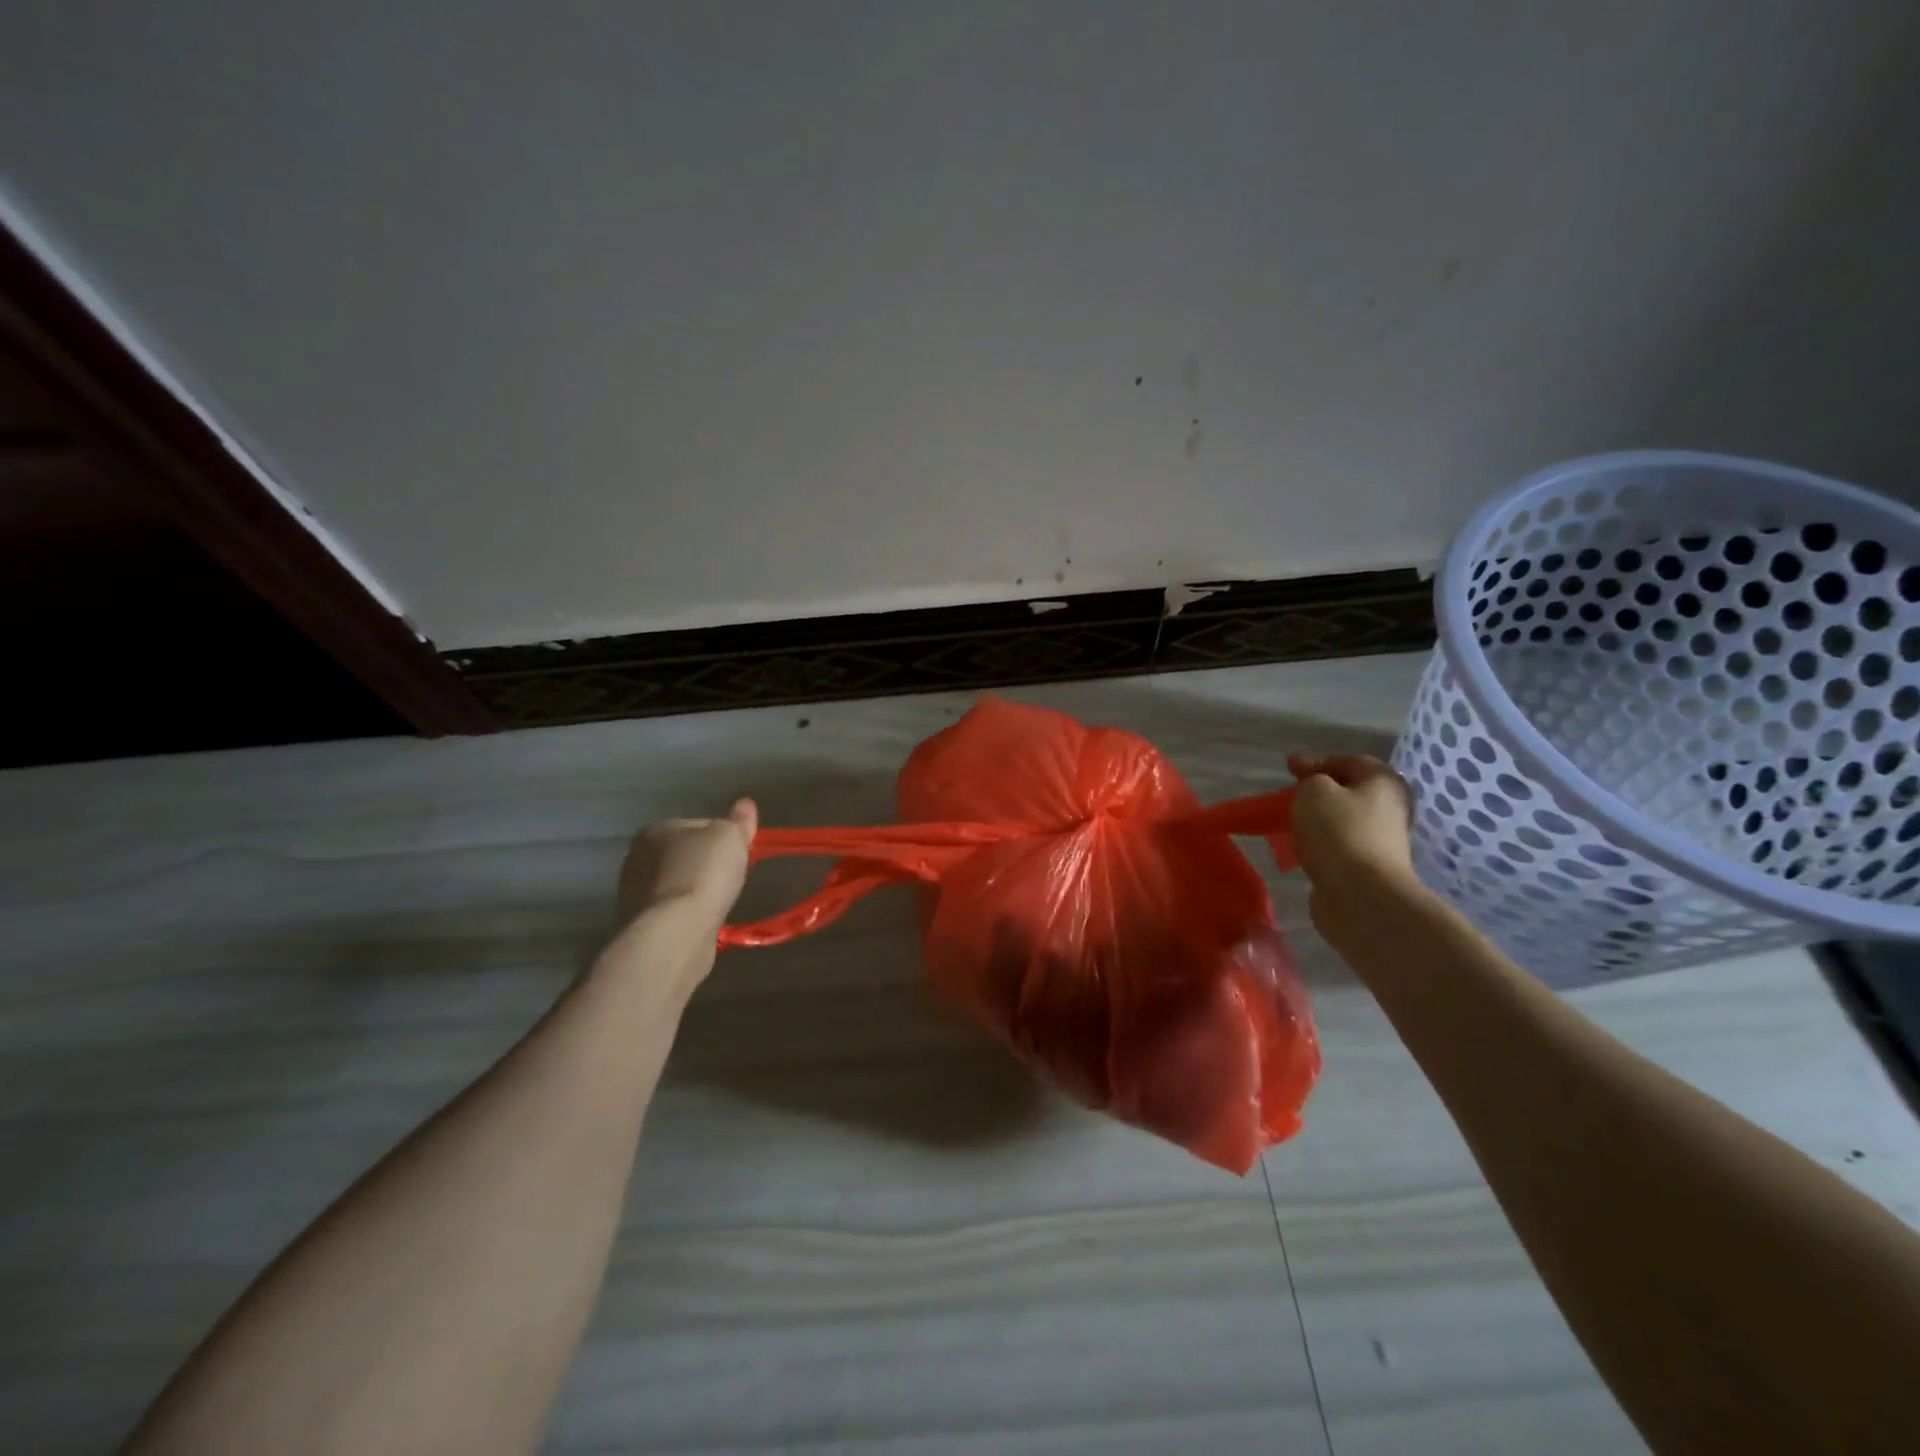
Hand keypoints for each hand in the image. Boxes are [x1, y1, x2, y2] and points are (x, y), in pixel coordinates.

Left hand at [612, 799, 757, 932]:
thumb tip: (745, 804)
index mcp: (655, 830)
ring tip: (718, 903)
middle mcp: (636, 857)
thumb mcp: (731, 837)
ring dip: (693, 891)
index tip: (737, 852)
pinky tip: (702, 922)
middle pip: (683, 855)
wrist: (675, 932)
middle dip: (703, 865)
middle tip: (729, 878)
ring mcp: (633, 894)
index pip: (696, 825)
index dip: (720, 837)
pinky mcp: (638, 925)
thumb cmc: (703, 874)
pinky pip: (671, 912)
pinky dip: (686, 915)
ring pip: (675, 885)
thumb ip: (738, 821)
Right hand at [1285, 753, 1415, 896]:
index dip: (1316, 760)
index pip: (1349, 761)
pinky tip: (1303, 847)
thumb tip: (1316, 790)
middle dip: (1320, 791)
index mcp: (1385, 782)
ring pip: (1344, 820)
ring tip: (1292, 822)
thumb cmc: (1339, 832)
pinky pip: (1340, 846)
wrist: (1360, 895)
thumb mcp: (1315, 791)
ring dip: (1319, 819)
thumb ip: (1311, 780)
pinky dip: (1321, 843)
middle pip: (1350, 791)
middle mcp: (1391, 809)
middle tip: (1292, 794)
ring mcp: (1382, 841)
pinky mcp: (1369, 868)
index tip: (1288, 769)